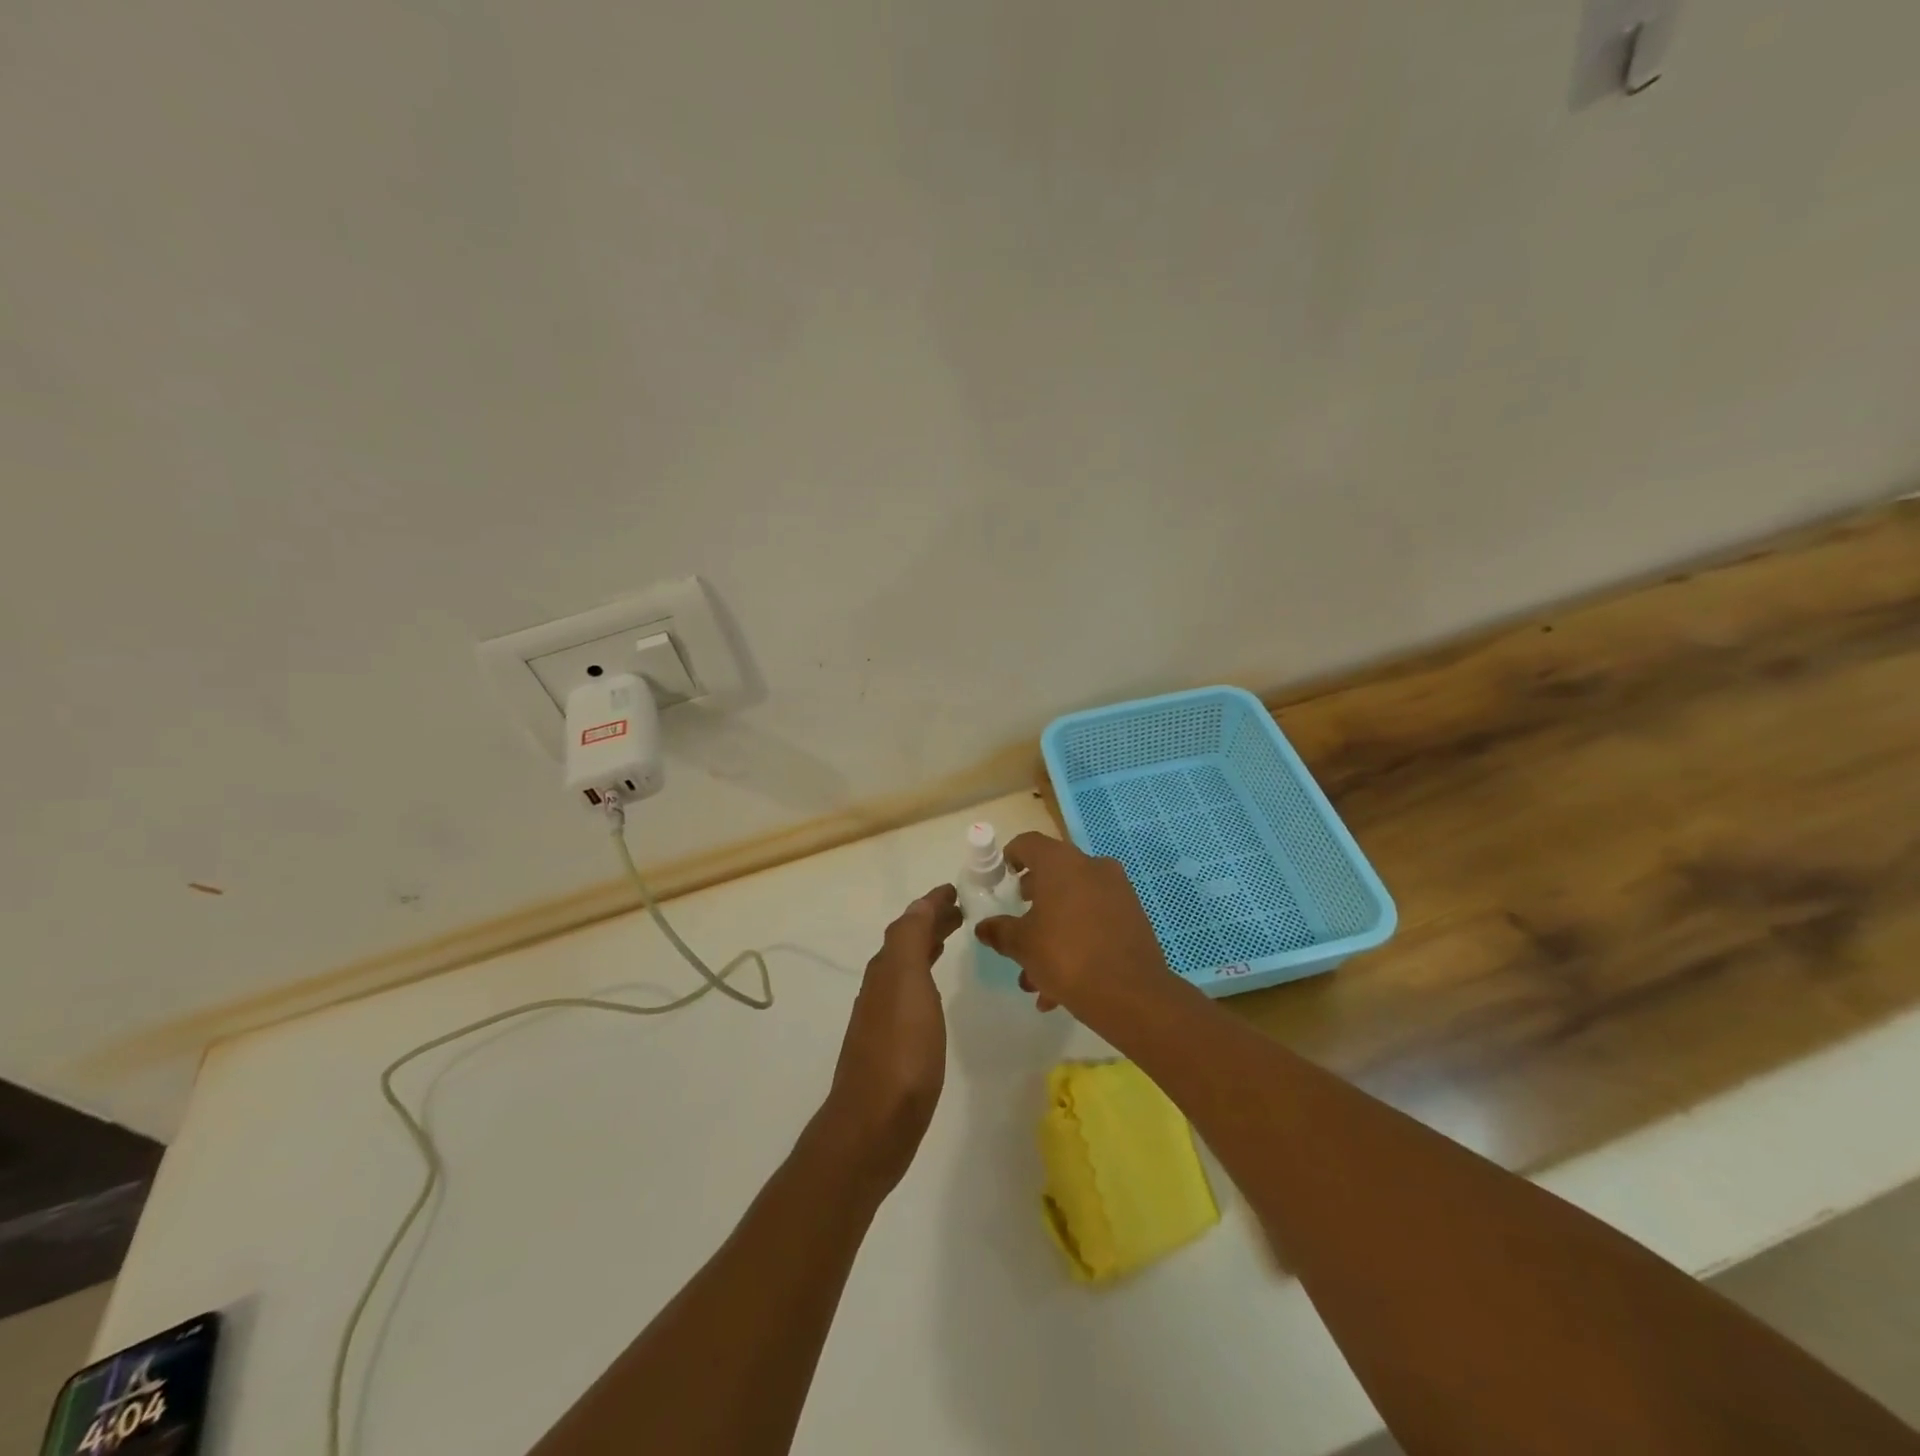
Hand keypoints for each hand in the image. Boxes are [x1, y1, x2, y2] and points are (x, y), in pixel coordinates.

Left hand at [816, 884, 962, 1191]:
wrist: (874, 1123)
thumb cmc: (901, 1050)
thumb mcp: (907, 984)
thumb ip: (911, 940)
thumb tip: (919, 904)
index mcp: (887, 969)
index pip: (909, 923)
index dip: (931, 904)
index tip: (955, 890)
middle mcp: (881, 987)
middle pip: (907, 943)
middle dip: (931, 923)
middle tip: (962, 912)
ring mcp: (884, 1018)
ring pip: (908, 968)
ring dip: (929, 948)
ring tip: (953, 940)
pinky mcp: (893, 1045)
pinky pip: (911, 995)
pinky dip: (926, 978)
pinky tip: (936, 994)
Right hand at [976, 832, 1176, 1025]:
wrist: (1131, 994)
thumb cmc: (1066, 956)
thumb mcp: (1022, 945)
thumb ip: (1000, 932)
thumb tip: (984, 927)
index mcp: (1061, 863)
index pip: (1028, 844)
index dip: (1010, 857)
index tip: (1001, 878)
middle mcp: (1092, 867)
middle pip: (1054, 875)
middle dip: (1033, 903)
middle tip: (1018, 926)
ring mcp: (1117, 891)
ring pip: (1074, 905)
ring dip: (1052, 933)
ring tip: (1035, 977)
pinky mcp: (1133, 917)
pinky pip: (1095, 922)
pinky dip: (1076, 943)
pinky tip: (1061, 988)